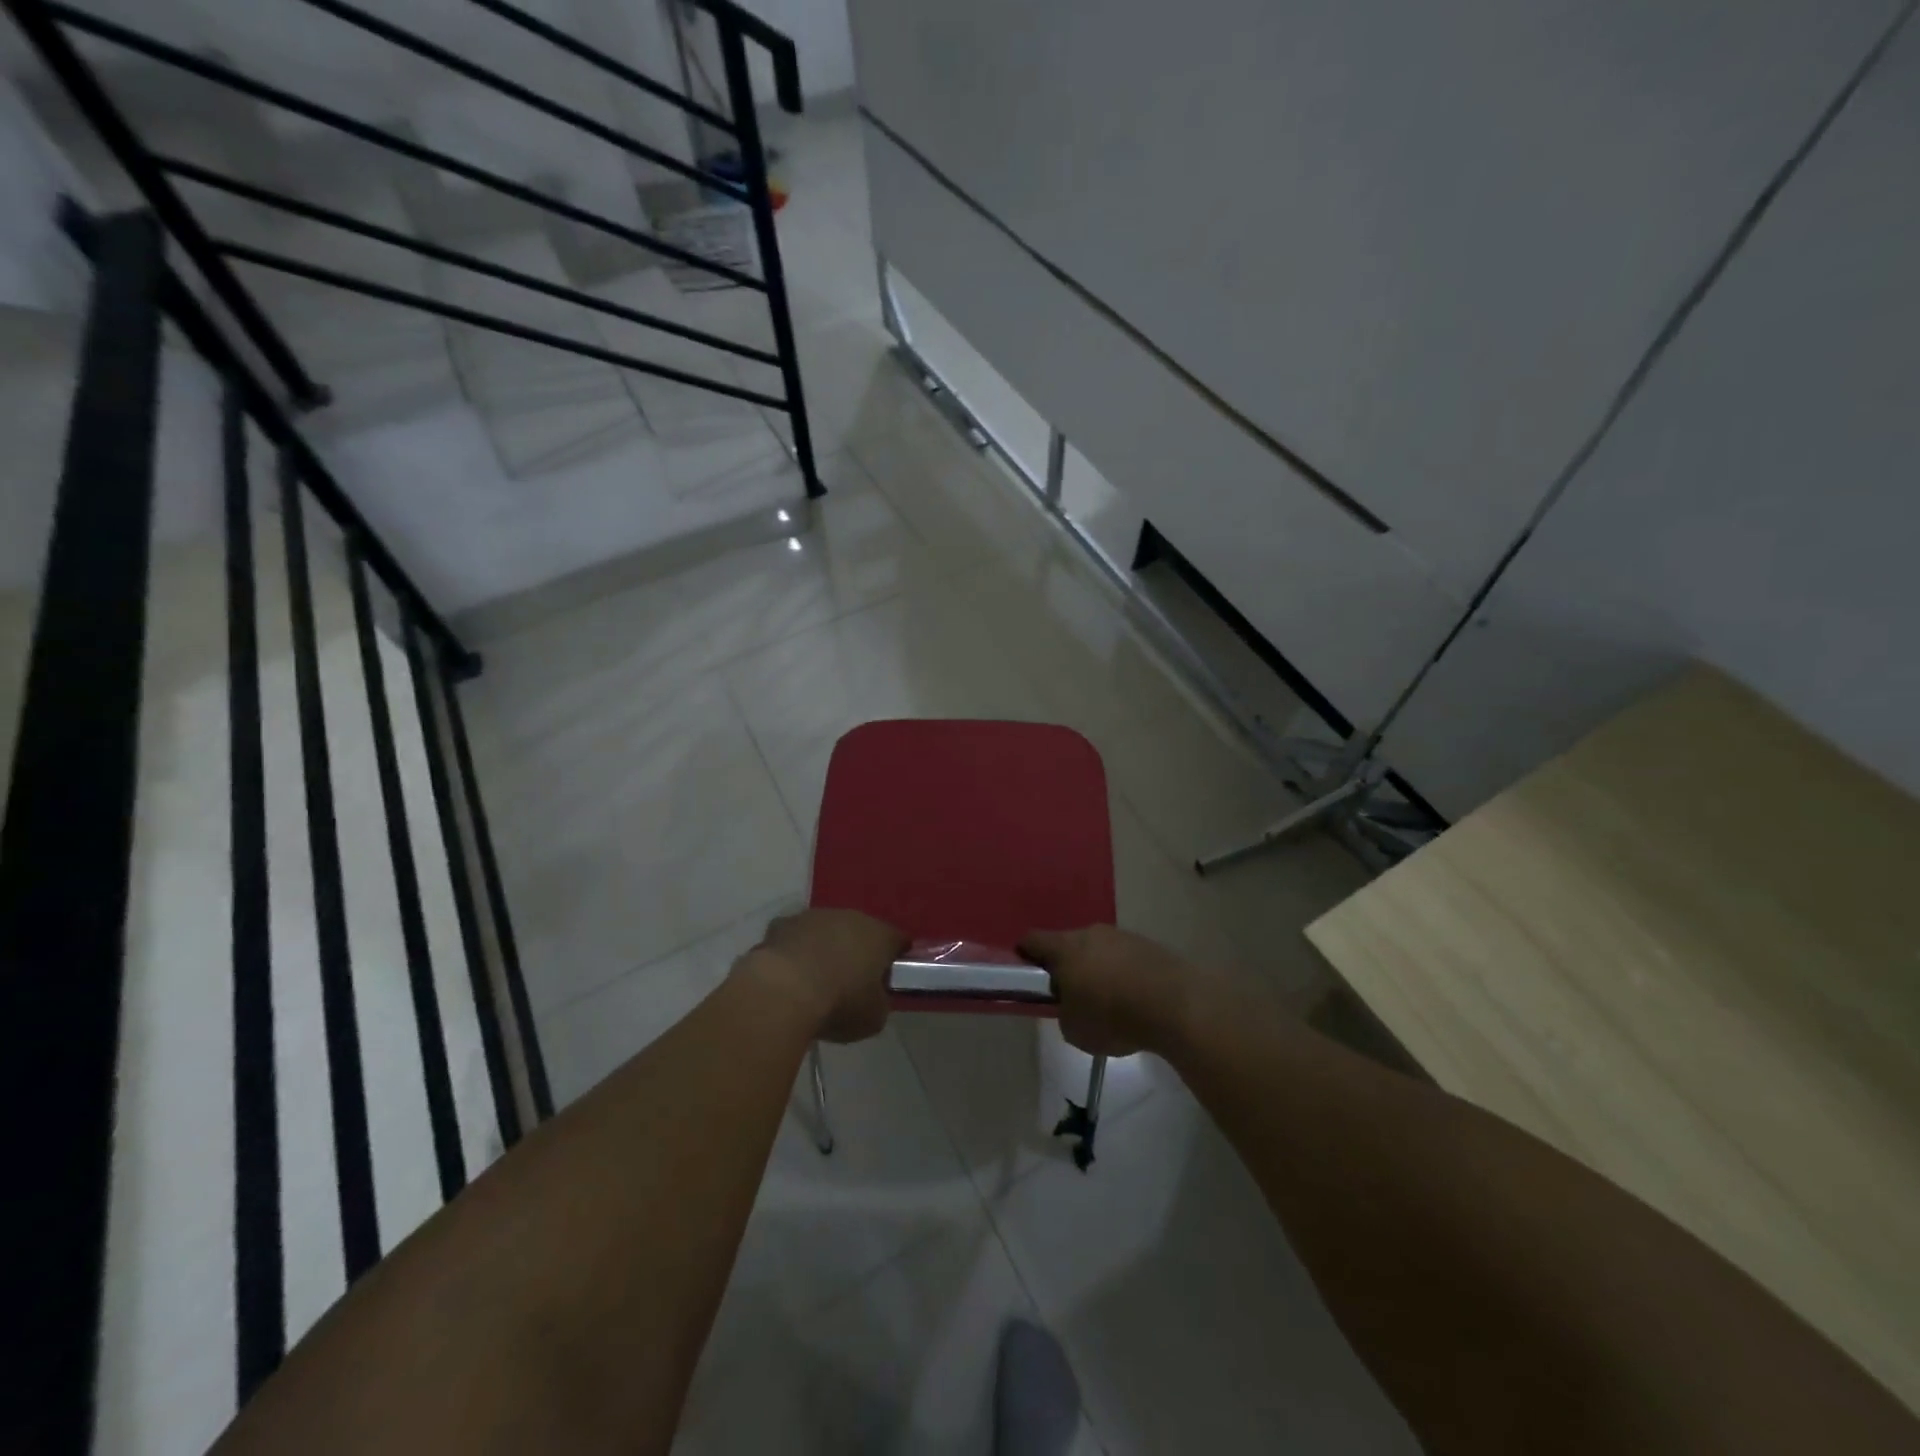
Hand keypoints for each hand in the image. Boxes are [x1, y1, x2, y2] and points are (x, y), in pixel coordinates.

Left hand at [738, 908, 906, 1042]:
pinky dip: (795, 952)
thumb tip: (874, 997)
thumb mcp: (874, 1017)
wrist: (782, 992)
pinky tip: (788, 975)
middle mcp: (849, 917)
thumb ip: (880, 1002)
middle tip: (851, 980)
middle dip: (857, 951)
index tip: (889, 978)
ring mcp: (813, 917)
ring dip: (824, 948)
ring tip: (816, 980)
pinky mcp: (781, 924)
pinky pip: (795, 938)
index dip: (896, 958)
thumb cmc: (839, 1003)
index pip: (897, 940)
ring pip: (825, 931)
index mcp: (879, 935)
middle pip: (860, 932)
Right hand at [1018, 925, 1203, 1056]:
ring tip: (1108, 1003)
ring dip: (1097, 969)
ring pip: (1098, 950)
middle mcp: (1091, 933)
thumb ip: (1064, 1012)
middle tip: (1071, 996)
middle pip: (1068, 944)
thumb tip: (1072, 1005)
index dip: (1024, 955)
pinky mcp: (1148, 946)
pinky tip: (1134, 1000)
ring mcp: (1122, 936)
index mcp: (1065, 948)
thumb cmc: (1113, 1016)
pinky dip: (1123, 974)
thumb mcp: (1074, 1030)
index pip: (1032, 940)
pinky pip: (1124, 958)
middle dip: (1066, 966)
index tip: (1026, 974)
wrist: (1176, 1004)